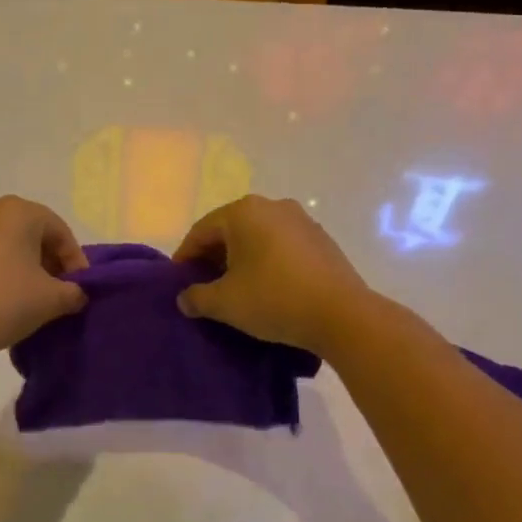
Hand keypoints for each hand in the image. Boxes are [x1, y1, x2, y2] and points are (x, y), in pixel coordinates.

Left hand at [0, 197, 88, 361]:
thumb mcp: (52, 299)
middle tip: (61, 291)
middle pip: (32, 233)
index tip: (81, 289)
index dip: (75, 261)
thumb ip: (74, 292)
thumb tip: (77, 294)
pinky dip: (2, 270)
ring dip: (26, 267)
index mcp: (17, 211)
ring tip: (35, 298)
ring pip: (8, 244)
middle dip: (50, 262)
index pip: (59, 231)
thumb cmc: (5, 302)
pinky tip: (7, 298)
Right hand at [173, 195, 369, 358]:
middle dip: (213, 257)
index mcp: (243, 212)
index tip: (178, 281)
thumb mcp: (225, 303)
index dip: (185, 257)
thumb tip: (185, 298)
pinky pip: (282, 246)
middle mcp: (272, 205)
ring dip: (242, 259)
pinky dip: (267, 261)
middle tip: (204, 286)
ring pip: (258, 237)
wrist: (343, 315)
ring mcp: (301, 220)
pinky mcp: (321, 239)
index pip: (202, 230)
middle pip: (230, 230)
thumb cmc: (274, 299)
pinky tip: (267, 287)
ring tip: (235, 289)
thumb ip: (197, 297)